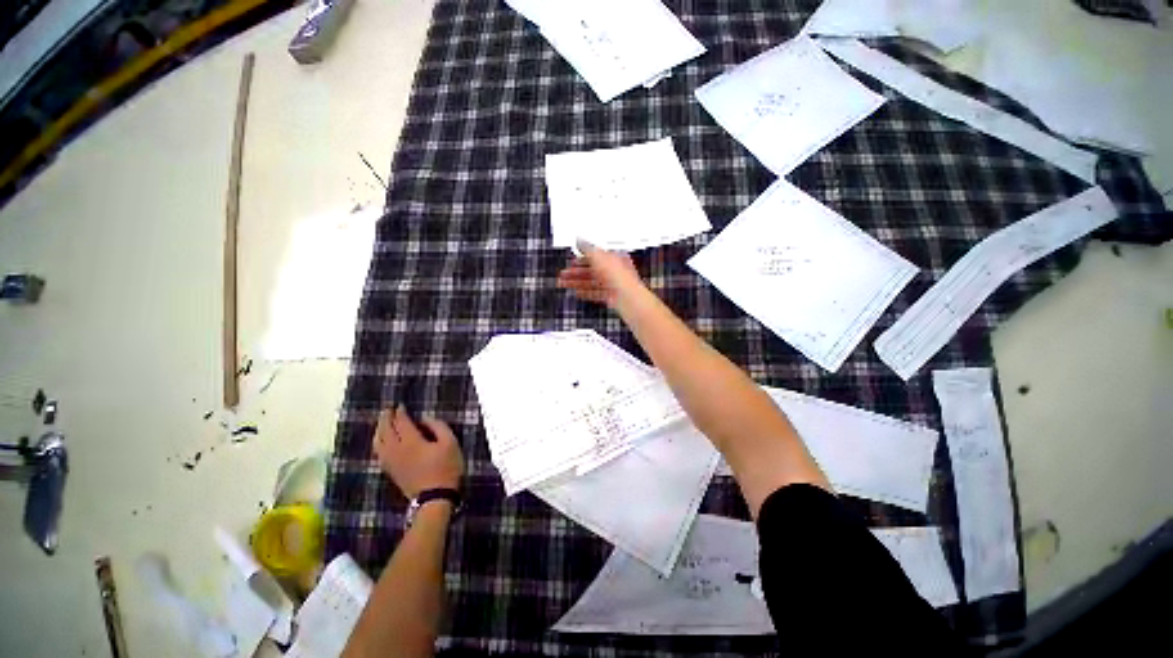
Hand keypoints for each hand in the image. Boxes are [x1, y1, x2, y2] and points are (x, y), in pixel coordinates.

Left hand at [372, 405, 463, 499]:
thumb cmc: (446, 468)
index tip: (400, 405)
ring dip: (379, 430)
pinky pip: (379, 453)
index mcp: (411, 441)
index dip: (400, 413)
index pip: (401, 422)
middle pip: (385, 431)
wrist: (435, 498)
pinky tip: (381, 442)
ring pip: (378, 443)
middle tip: (387, 410)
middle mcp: (396, 450)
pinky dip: (378, 443)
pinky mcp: (391, 471)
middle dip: (385, 419)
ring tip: (382, 423)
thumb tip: (424, 419)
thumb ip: (438, 427)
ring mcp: (391, 462)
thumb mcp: (450, 443)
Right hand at [556, 240, 643, 307]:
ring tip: (563, 284)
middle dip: (575, 273)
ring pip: (591, 282)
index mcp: (614, 257)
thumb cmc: (617, 274)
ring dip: (576, 283)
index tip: (571, 263)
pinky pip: (596, 293)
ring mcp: (612, 284)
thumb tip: (579, 240)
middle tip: (563, 275)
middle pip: (592, 270)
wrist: (626, 296)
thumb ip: (587, 248)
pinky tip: (576, 293)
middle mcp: (614, 270)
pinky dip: (585, 293)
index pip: (596, 256)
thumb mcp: (598, 256)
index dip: (581, 259)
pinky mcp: (611, 296)